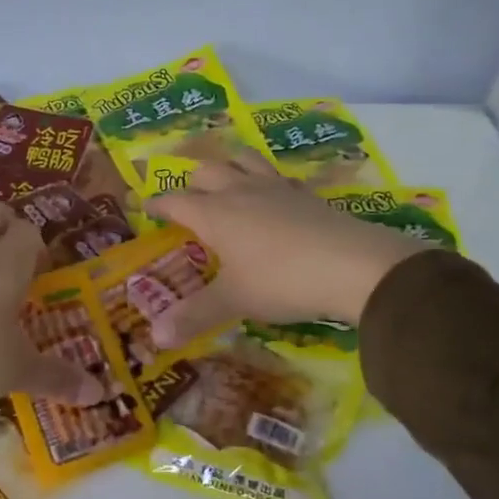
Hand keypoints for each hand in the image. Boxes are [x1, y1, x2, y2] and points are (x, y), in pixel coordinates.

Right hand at [144, 152, 431, 347]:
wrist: (354, 266)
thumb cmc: (282, 281)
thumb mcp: (234, 301)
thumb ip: (194, 316)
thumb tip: (156, 338)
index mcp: (215, 214)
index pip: (175, 200)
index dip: (157, 203)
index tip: (145, 206)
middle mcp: (241, 192)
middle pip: (208, 170)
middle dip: (192, 181)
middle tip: (187, 199)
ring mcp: (277, 189)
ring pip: (244, 160)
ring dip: (230, 165)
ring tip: (227, 179)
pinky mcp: (307, 194)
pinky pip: (279, 176)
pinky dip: (267, 179)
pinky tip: (274, 194)